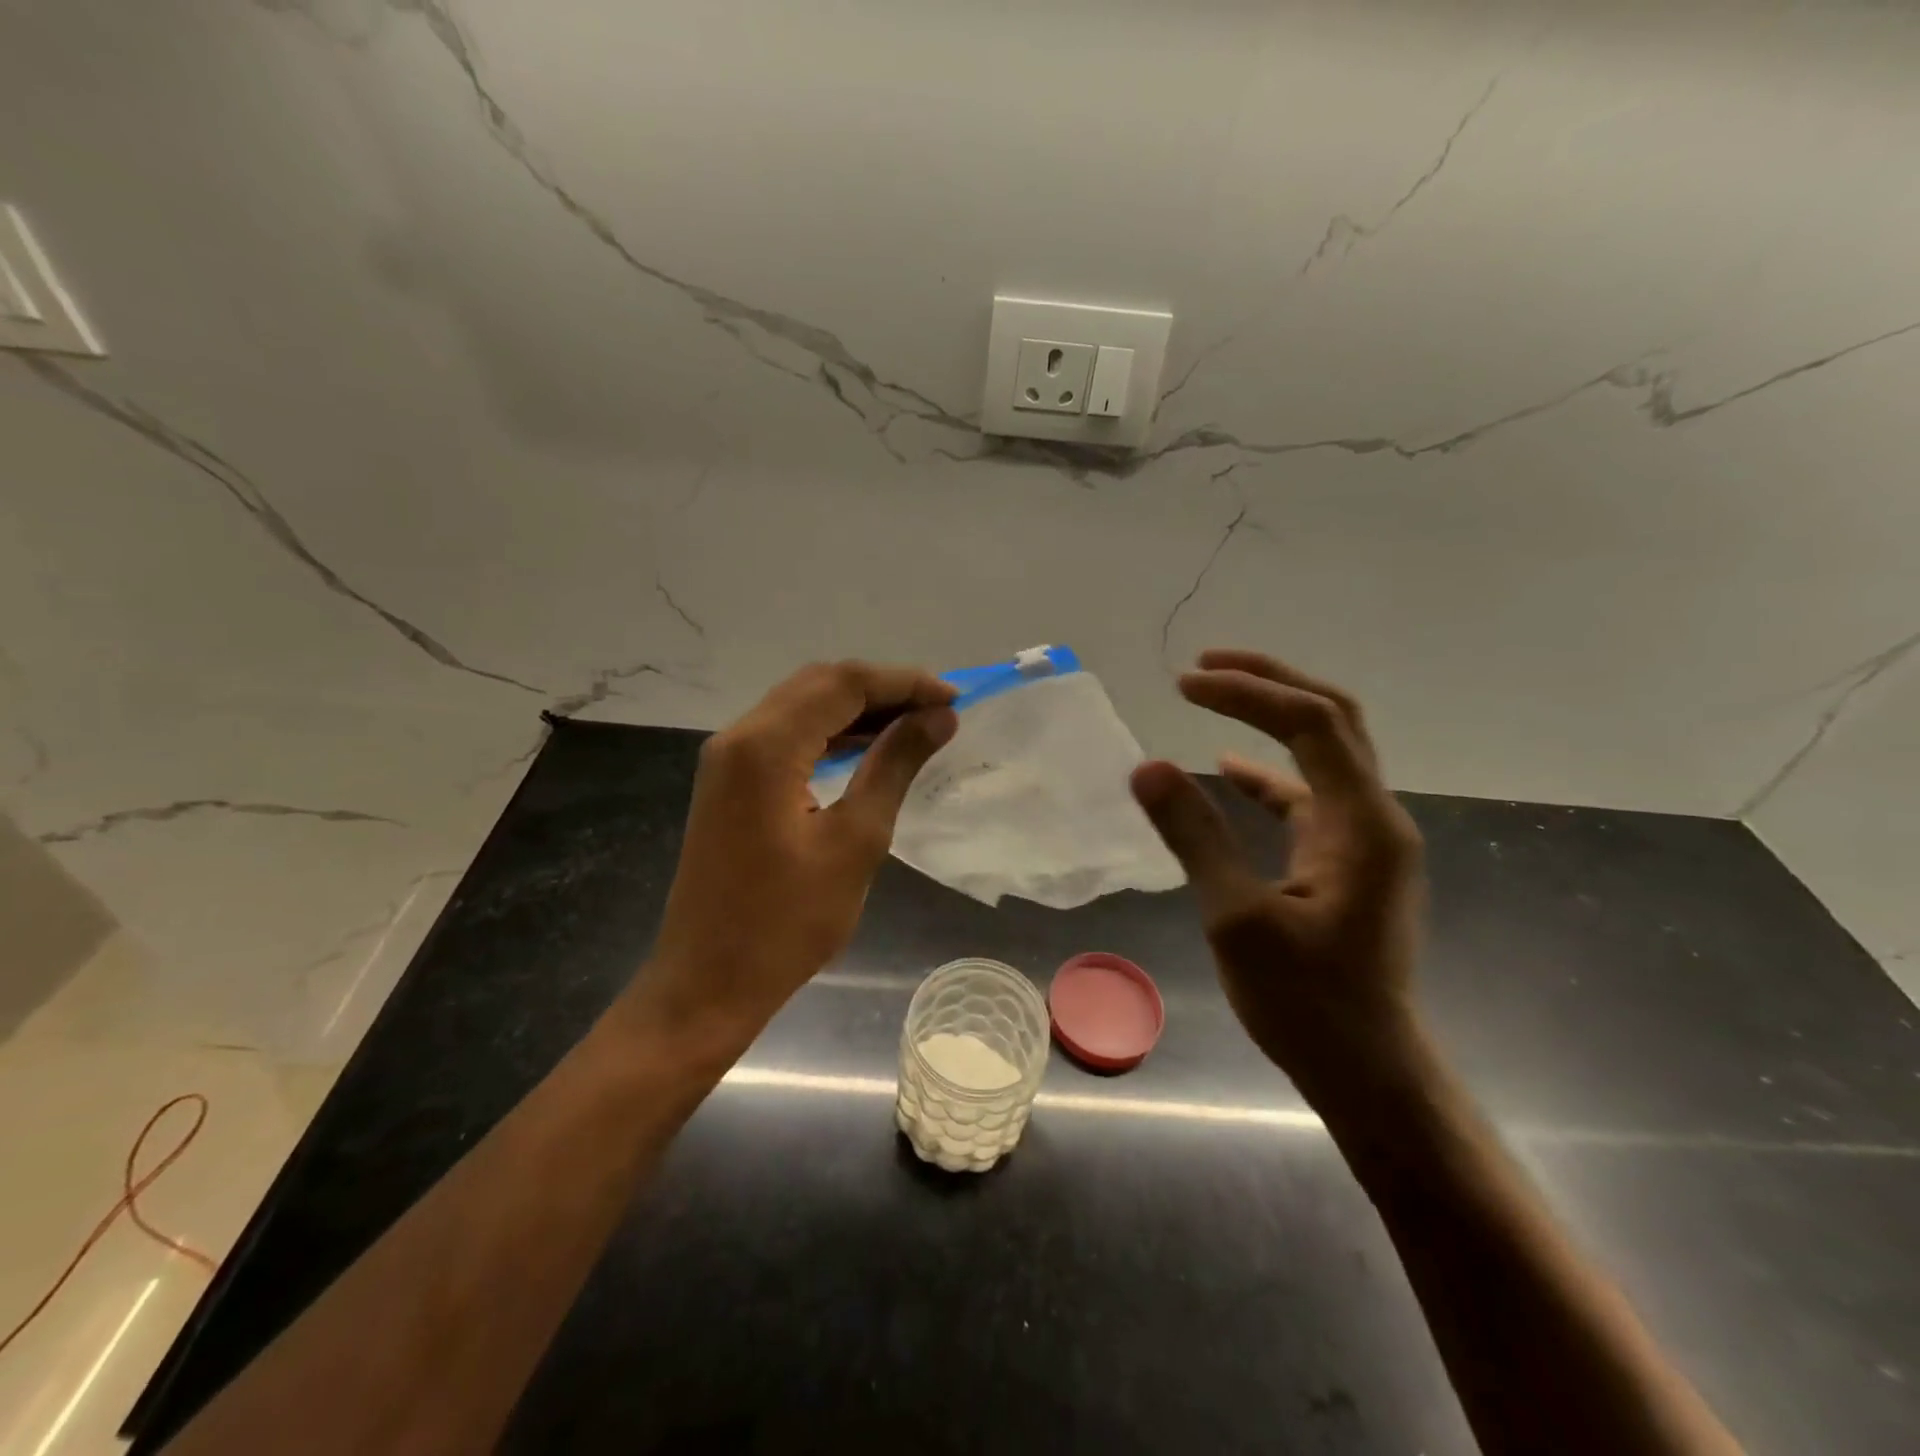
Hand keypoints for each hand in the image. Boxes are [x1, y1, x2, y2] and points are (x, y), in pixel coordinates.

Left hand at [631, 661, 957, 1051]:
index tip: (954, 700)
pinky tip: (869, 749)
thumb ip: (895, 765)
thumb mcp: (856, 840)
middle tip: (938, 710)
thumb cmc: (786, 923)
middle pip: (819, 685)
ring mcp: (728, 760)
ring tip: (915, 725)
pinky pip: (786, 737)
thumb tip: (939, 718)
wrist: (708, 985)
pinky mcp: (730, 783)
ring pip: (801, 707)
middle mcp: (739, 737)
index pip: (843, 684)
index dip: (903, 683)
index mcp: (764, 746)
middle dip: (882, 689)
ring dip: (858, 709)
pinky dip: (831, 734)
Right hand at [1130, 649, 1424, 1096]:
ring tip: (1212, 693)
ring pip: (1323, 753)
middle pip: (1332, 719)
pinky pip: (1308, 796)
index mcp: (1362, 824)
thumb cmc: (1307, 1004)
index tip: (1185, 684)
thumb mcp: (1237, 919)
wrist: (1367, 1071)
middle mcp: (1374, 817)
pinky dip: (1268, 773)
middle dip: (1270, 681)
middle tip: (1206, 664)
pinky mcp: (1345, 860)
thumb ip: (1195, 837)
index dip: (1248, 692)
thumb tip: (1147, 768)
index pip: (1311, 724)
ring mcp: (1363, 839)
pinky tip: (1227, 770)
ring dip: (1271, 717)